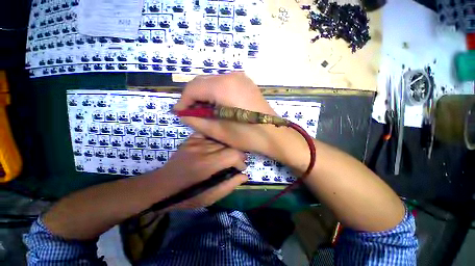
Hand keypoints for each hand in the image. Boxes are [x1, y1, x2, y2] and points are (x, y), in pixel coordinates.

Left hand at [158, 133, 247, 208]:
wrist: (162, 185)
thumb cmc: (187, 195)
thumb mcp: (209, 198)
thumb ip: (229, 186)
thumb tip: (245, 175)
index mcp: (206, 165)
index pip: (233, 154)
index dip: (241, 161)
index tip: (240, 168)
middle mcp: (201, 149)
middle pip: (228, 145)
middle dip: (236, 154)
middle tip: (235, 163)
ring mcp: (195, 142)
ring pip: (220, 140)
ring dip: (226, 148)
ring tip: (225, 157)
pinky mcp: (191, 139)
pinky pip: (209, 134)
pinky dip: (215, 140)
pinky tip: (215, 147)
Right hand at [174, 72, 309, 170]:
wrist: (275, 134)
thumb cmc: (248, 135)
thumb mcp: (219, 131)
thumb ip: (196, 121)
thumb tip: (183, 114)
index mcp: (223, 87)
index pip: (193, 88)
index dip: (183, 101)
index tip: (179, 112)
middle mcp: (231, 76)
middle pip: (202, 82)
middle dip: (193, 98)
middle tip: (190, 113)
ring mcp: (241, 78)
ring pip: (212, 83)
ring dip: (204, 96)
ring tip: (203, 112)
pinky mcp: (246, 83)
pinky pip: (224, 84)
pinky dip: (215, 94)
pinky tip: (216, 106)